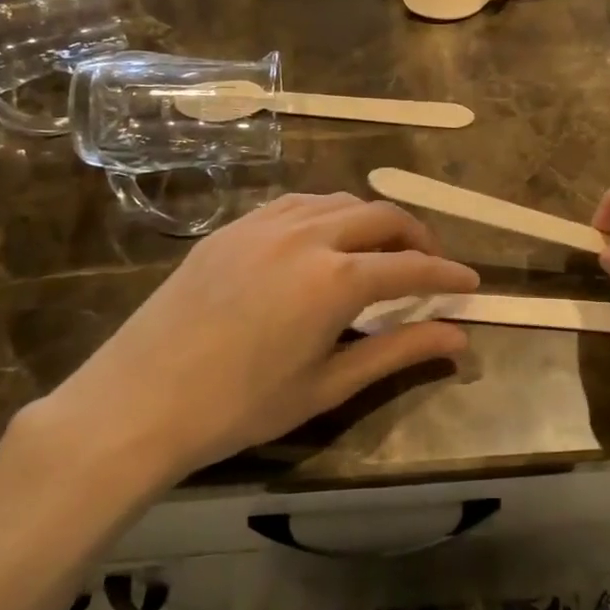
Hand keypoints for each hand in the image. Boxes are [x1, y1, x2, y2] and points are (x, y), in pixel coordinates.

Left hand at [27, 194, 478, 506]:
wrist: (138, 401)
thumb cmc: (239, 407)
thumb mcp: (327, 385)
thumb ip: (397, 352)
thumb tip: (459, 338)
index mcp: (336, 279)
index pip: (412, 267)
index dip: (448, 275)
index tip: (471, 283)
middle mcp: (307, 235)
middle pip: (382, 216)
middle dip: (417, 237)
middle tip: (430, 266)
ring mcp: (266, 224)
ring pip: (340, 201)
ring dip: (372, 220)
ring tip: (380, 252)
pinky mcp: (234, 226)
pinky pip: (297, 203)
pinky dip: (328, 214)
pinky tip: (324, 240)